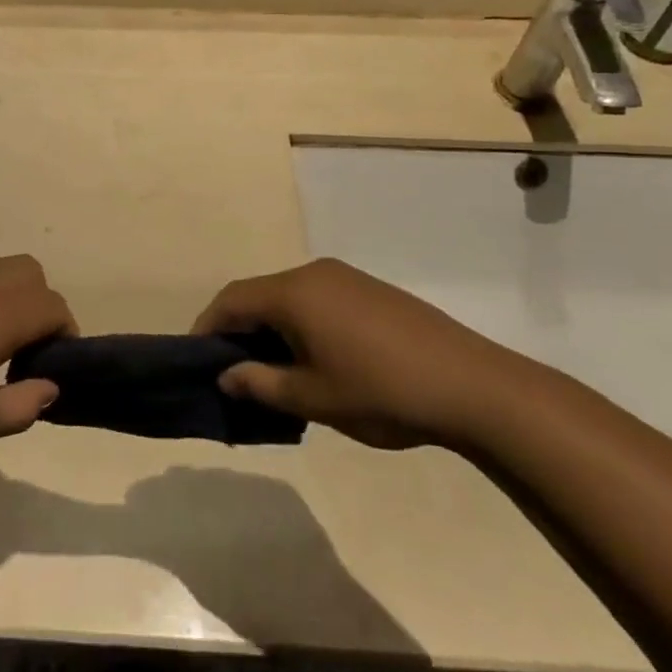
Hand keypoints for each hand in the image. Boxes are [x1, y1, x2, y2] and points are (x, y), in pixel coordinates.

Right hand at [191, 259, 532, 448]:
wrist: (473, 386)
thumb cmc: (381, 391)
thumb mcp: (313, 398)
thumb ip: (260, 384)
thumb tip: (226, 376)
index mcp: (293, 293)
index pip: (231, 300)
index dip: (207, 327)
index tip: (197, 359)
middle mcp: (314, 273)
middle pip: (259, 295)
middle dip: (240, 330)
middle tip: (234, 372)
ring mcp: (346, 278)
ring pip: (290, 298)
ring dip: (272, 329)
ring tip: (274, 372)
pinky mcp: (371, 291)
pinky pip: (318, 300)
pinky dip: (301, 325)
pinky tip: (316, 360)